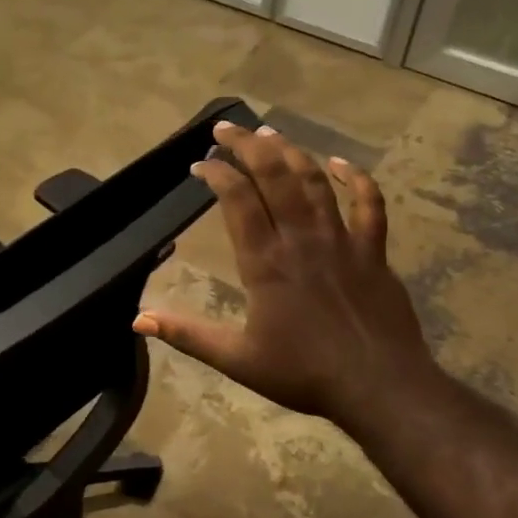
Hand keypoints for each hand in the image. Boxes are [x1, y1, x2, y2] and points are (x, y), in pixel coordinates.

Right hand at [134, 121, 440, 424]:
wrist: (380, 388)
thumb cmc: (304, 373)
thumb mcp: (236, 359)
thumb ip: (187, 335)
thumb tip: (137, 320)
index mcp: (265, 263)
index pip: (237, 200)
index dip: (217, 174)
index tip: (200, 165)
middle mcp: (301, 239)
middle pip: (274, 175)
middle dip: (247, 146)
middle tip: (226, 129)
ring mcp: (341, 240)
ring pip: (314, 181)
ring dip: (289, 152)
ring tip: (268, 133)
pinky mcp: (373, 251)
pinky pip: (369, 204)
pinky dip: (355, 179)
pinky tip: (339, 163)